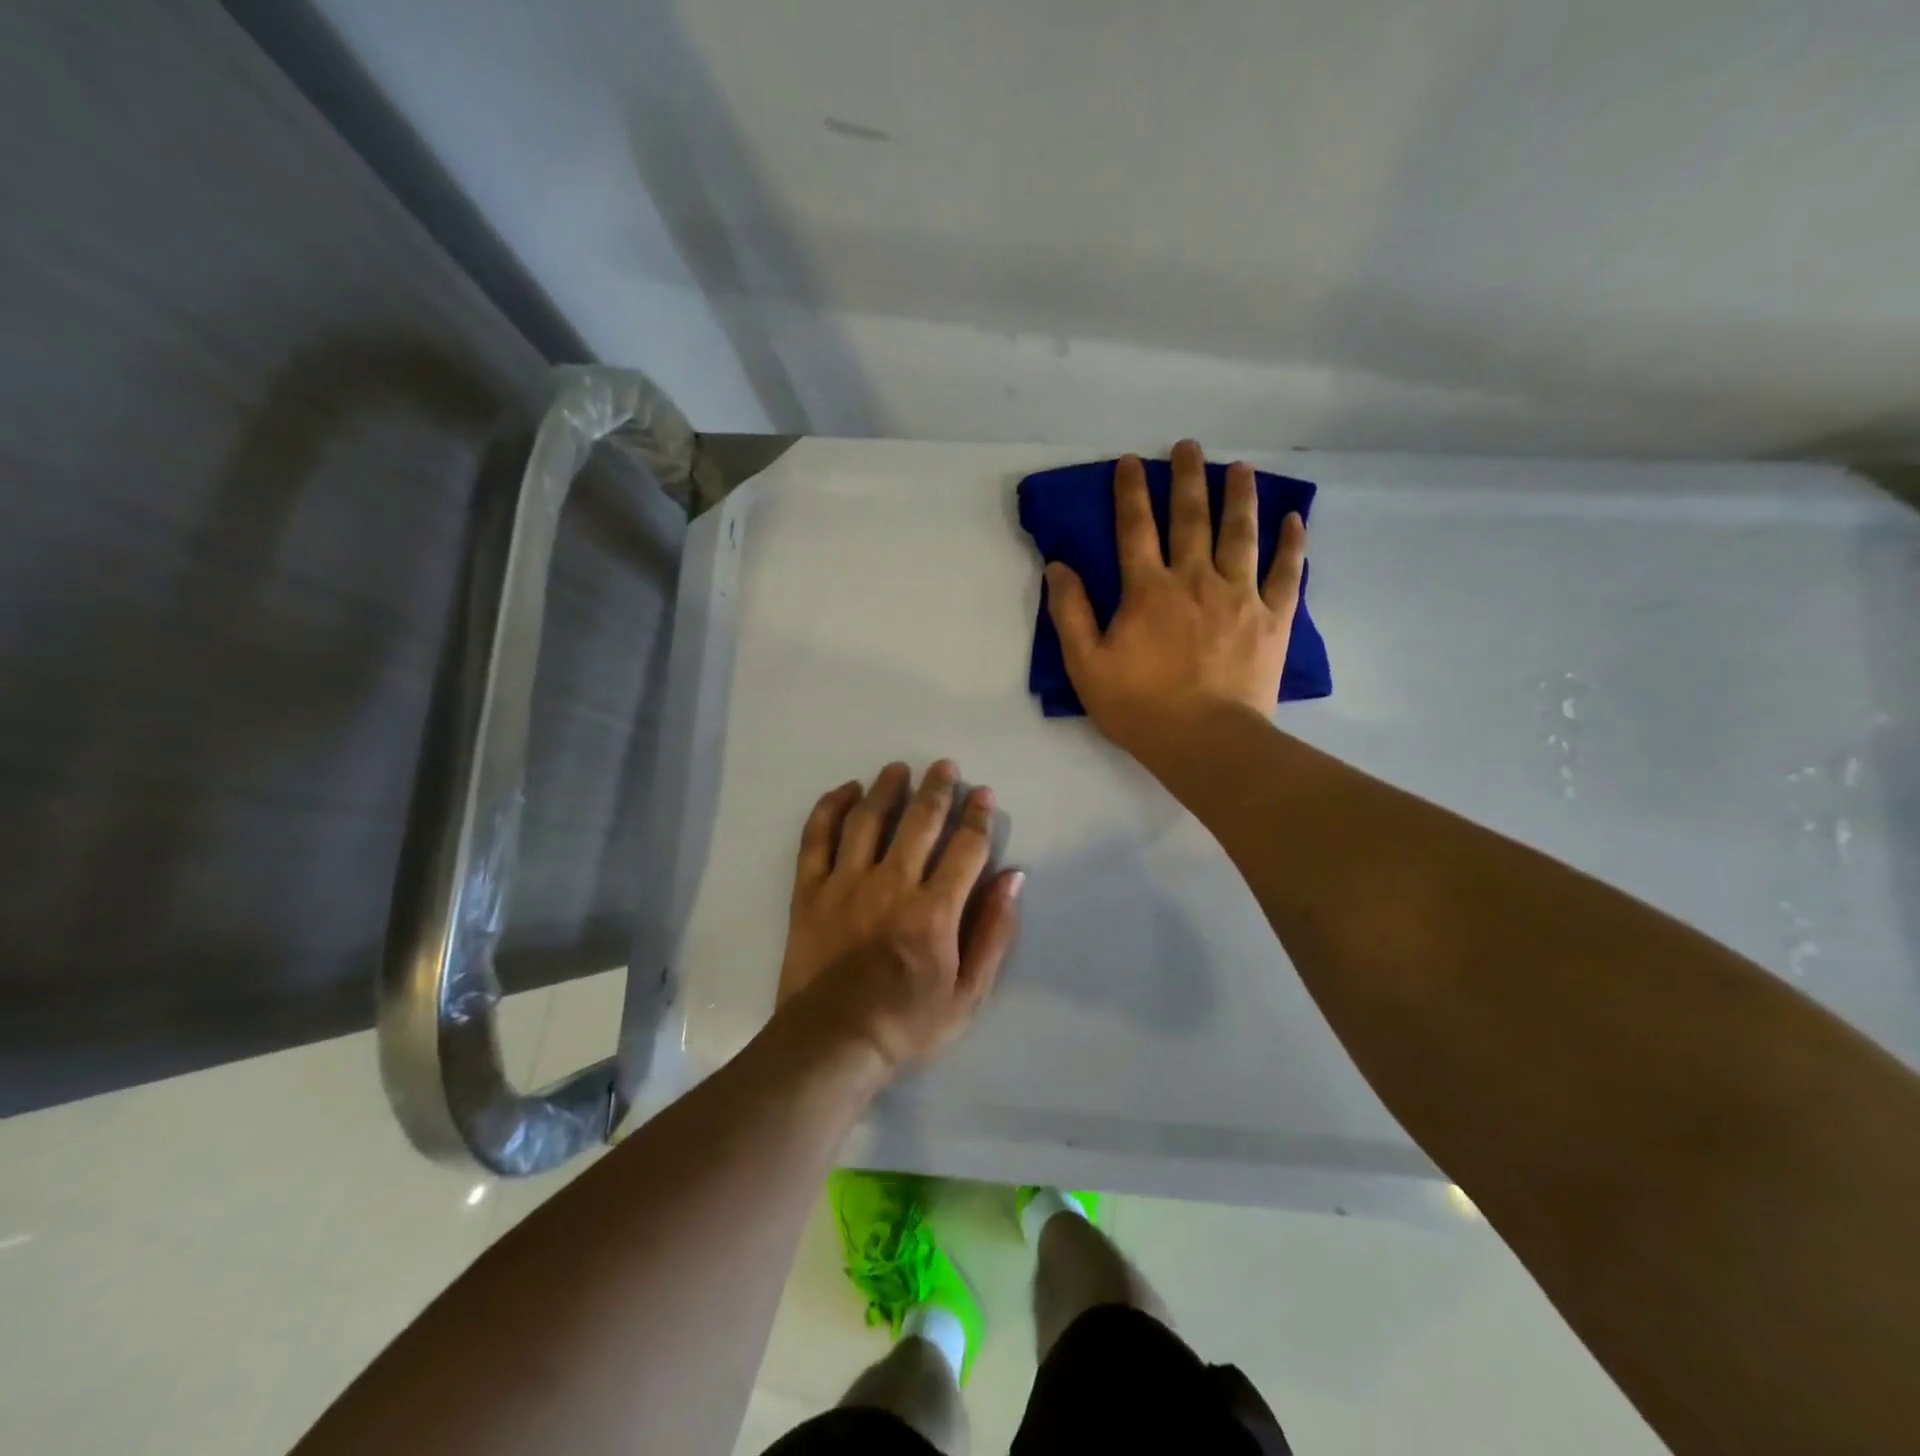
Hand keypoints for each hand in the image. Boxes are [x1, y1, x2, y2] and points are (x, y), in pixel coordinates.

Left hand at [775, 760, 1023, 1073]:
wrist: (831, 1043)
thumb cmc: (907, 1024)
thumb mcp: (968, 994)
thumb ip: (993, 932)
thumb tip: (1013, 877)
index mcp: (935, 910)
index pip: (965, 847)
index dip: (978, 816)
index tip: (983, 795)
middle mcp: (892, 884)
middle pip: (919, 821)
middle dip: (937, 788)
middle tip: (944, 767)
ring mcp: (846, 883)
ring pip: (869, 819)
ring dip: (887, 788)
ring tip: (898, 769)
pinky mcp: (810, 889)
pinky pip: (817, 837)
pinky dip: (831, 808)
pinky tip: (846, 791)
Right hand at [1044, 439, 1306, 754]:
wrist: (1205, 740)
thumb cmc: (1139, 706)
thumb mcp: (1086, 665)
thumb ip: (1070, 613)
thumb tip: (1058, 566)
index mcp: (1148, 590)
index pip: (1135, 528)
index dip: (1130, 492)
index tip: (1130, 462)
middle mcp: (1195, 579)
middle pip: (1191, 518)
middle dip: (1187, 478)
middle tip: (1188, 447)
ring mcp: (1239, 596)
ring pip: (1240, 534)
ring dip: (1238, 497)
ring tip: (1239, 468)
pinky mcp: (1272, 618)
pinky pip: (1286, 572)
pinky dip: (1290, 544)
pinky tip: (1293, 519)